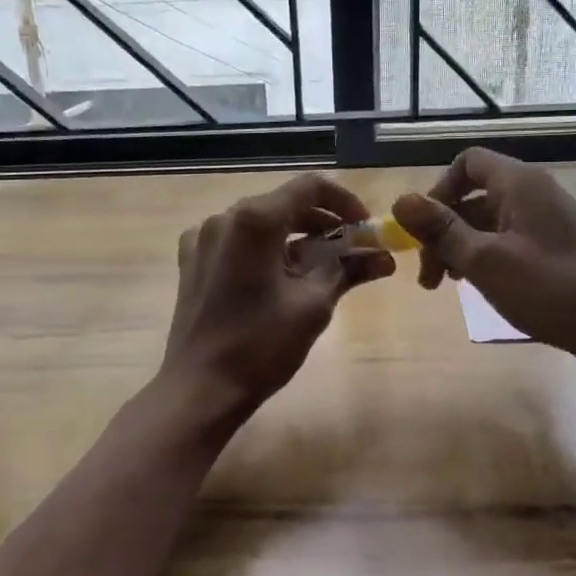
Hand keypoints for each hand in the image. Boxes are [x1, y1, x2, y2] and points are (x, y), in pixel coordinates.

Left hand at [161, 173, 394, 419]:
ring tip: (322, 267)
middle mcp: (225, 218)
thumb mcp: (313, 306)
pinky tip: (277, 277)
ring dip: (295, 237)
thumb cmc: (260, 345)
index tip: (365, 227)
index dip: (345, 201)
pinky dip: (264, 250)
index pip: (310, 187)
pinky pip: (236, 242)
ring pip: (260, 223)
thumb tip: (384, 258)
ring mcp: (202, 239)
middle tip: (353, 250)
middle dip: (323, 222)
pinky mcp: (192, 262)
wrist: (200, 388)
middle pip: (284, 203)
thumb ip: (348, 270)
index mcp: (254, 219)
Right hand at [392, 148, 575, 387]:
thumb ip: (441, 229)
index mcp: (519, 184)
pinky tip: (476, 286)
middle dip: (443, 231)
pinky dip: (484, 257)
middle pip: (473, 196)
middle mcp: (533, 192)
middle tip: (428, 276)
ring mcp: (545, 220)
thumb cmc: (547, 288)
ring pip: (487, 222)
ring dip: (459, 248)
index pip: (467, 163)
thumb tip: (400, 200)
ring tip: (446, 286)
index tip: (424, 231)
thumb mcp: (483, 260)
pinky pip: (506, 239)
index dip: (438, 191)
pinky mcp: (553, 246)